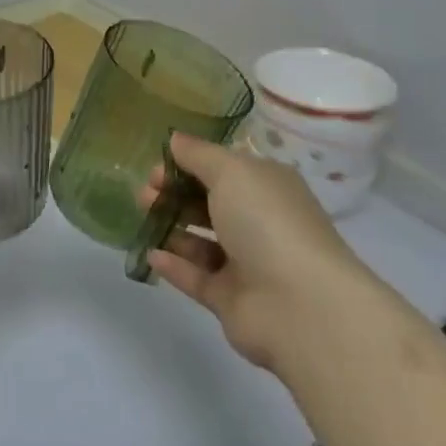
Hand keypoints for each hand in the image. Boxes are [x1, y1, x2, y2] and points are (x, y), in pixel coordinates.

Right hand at [137, 131, 361, 372]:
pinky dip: (173, 265)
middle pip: (209, 203)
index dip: (188, 165)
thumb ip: (198, 155)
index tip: (157, 168)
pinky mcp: (231, 299)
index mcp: (266, 187)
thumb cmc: (267, 222)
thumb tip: (175, 139)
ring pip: (201, 241)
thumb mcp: (231, 172)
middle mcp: (259, 222)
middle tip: (145, 193)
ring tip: (144, 218)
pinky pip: (196, 278)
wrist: (301, 305)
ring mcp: (246, 264)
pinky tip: (150, 254)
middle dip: (174, 194)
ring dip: (171, 227)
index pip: (223, 169)